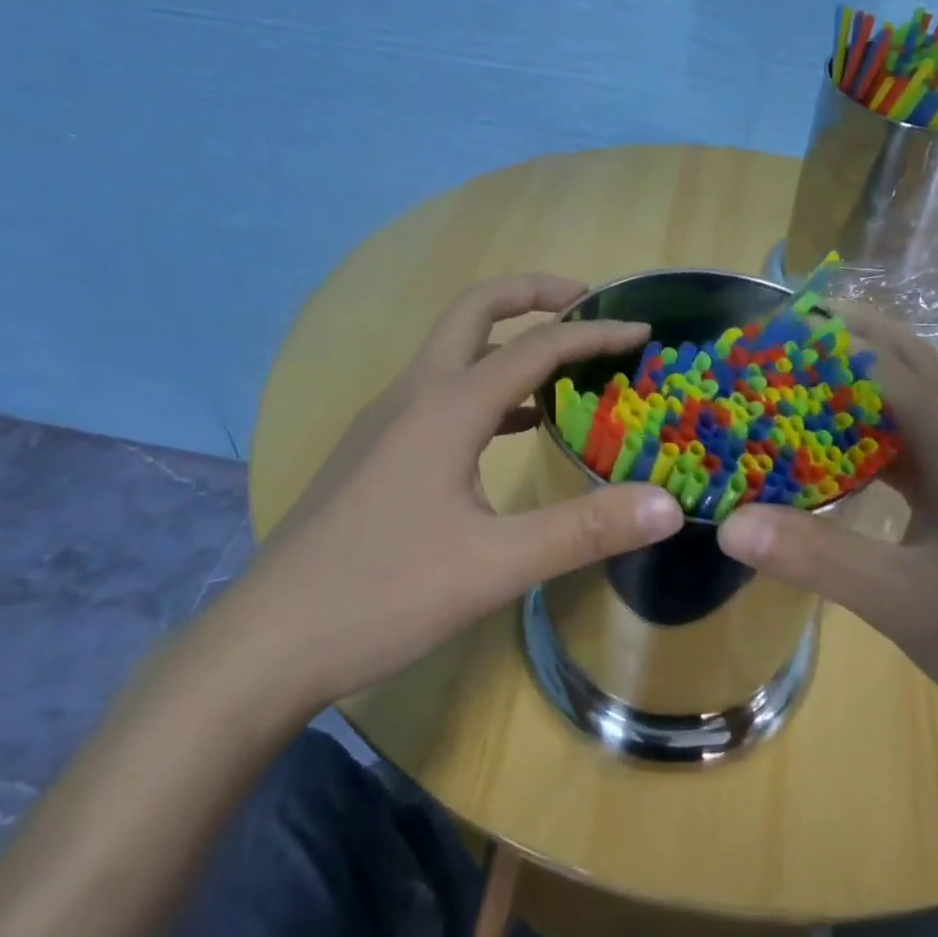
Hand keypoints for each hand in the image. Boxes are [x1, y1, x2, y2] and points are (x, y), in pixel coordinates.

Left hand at [219, 274, 684, 717]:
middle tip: (587, 302)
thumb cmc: (383, 594)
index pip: (535, 347)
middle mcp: (413, 396)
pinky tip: (513, 428)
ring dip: (507, 342)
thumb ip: (584, 529)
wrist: (269, 642)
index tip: (643, 331)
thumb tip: (668, 505)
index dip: (594, 332)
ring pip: (453, 352)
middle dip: (532, 294)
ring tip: (563, 365)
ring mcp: (385, 421)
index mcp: (445, 407)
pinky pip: (440, 395)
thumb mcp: (495, 565)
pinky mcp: (375, 451)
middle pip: (474, 311)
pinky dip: (486, 389)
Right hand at [717, 304, 937, 763]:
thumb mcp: (903, 603)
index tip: (771, 333)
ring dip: (859, 379)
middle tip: (788, 335)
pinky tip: (831, 455)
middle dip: (851, 336)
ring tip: (800, 378)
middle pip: (909, 363)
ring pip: (909, 403)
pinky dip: (865, 432)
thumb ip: (818, 558)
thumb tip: (730, 523)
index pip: (887, 367)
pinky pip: (906, 448)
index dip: (830, 341)